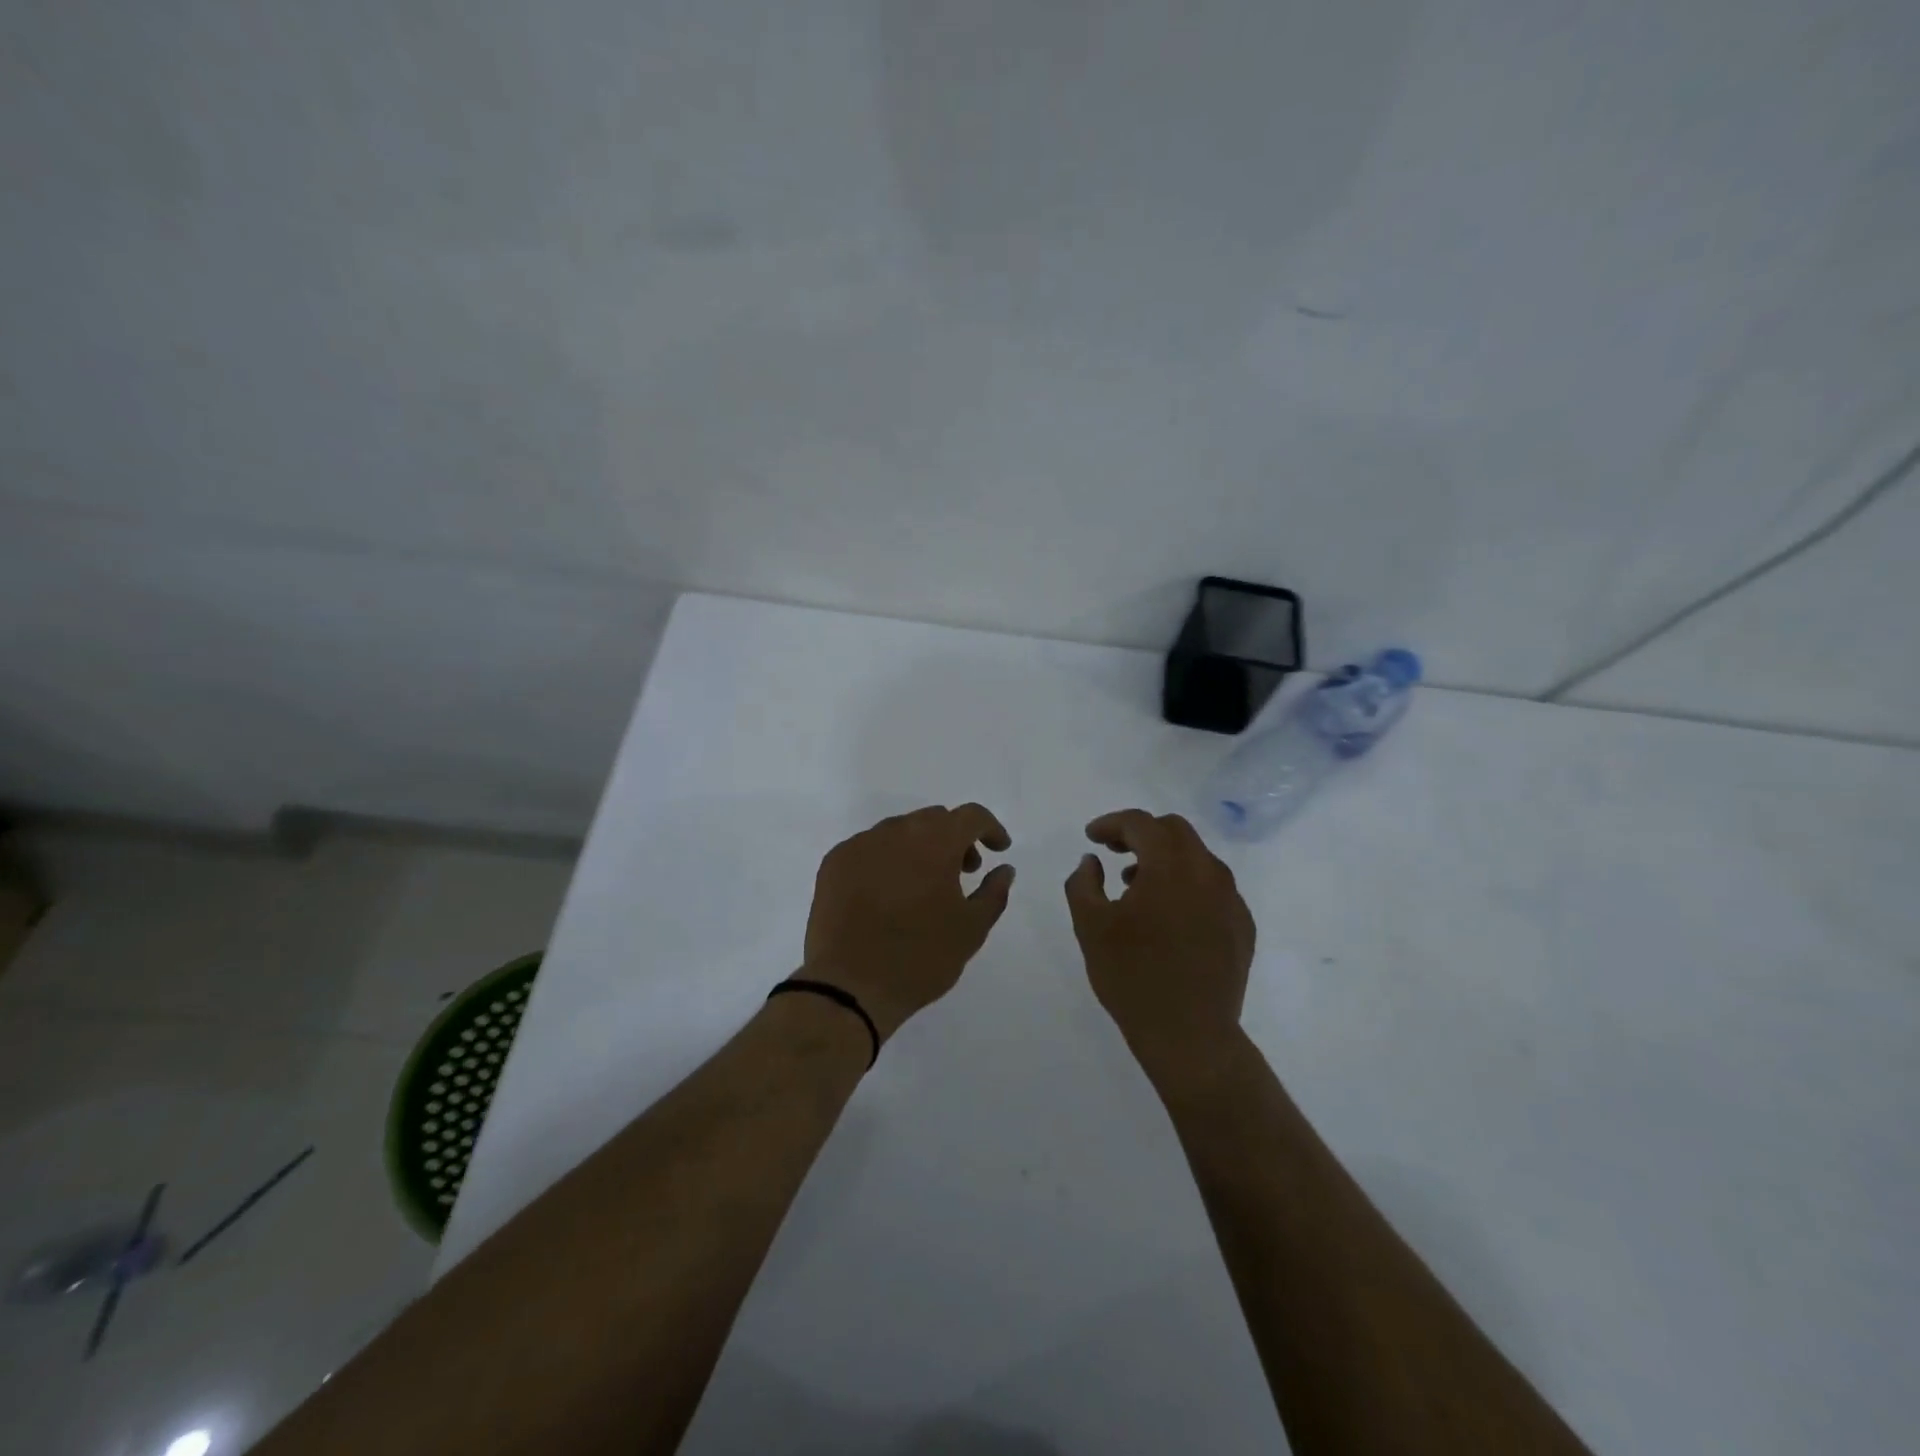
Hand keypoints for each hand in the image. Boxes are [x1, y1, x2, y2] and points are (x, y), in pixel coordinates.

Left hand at [800, 804, 1015, 1042]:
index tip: (998, 849)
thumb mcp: (971, 929)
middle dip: (955, 838)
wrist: (849, 986)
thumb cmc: (920, 957)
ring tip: (923, 886)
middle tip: (962, 872)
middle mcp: (896, 831)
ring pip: (899, 831)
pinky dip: (887, 860)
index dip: (989, 828)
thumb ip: (993, 892)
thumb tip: (1004, 868)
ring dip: (919, 847)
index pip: (970, 816)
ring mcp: (860, 844)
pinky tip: (887, 894)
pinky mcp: (834, 863)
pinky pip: (870, 848)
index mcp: (935, 842)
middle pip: (934, 819)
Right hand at [1064, 810, 1255, 1081]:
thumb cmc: (1133, 977)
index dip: (1111, 823)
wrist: (1190, 1036)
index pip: (1141, 824)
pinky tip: (1167, 915)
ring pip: (1197, 857)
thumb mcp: (1090, 926)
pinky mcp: (1242, 925)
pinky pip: (1212, 887)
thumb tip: (1092, 861)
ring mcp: (1231, 899)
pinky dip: (1186, 885)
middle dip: (1141, 833)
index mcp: (1170, 866)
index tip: (1091, 837)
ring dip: (1164, 858)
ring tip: (1135, 884)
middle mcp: (1208, 872)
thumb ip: (1083, 883)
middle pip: (1175, 831)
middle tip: (1113, 851)